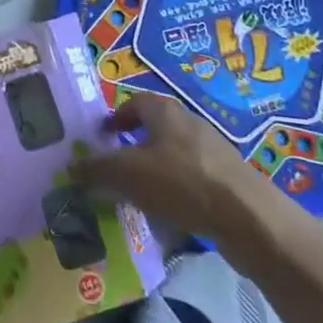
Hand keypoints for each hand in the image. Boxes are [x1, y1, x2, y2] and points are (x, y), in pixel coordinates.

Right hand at [70, 94, 322, 278]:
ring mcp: (212, 152)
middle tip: (115, 171)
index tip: (102, 138)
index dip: (116, 118)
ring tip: (138, 197)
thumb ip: (98, 170)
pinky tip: (170, 215)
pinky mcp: (228, 180)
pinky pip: (192, 180)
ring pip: (173, 156)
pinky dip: (177, 192)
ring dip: (154, 172)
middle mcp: (189, 124)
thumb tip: (72, 168)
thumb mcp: (129, 174)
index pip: (134, 103)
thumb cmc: (182, 183)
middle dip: (133, 148)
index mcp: (165, 112)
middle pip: (154, 129)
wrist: (250, 219)